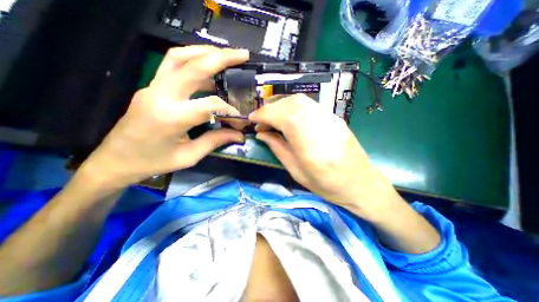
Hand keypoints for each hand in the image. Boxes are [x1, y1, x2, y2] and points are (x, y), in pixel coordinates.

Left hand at [81, 45, 249, 185]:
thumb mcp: (189, 156)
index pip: (210, 105)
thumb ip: (215, 141)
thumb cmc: (153, 162)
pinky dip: (193, 60)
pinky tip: (208, 68)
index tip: (240, 118)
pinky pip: (173, 65)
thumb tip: (239, 135)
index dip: (230, 110)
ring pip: (179, 56)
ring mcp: (152, 87)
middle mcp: (160, 95)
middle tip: (242, 55)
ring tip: (226, 55)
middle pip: (192, 66)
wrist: (115, 160)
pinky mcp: (151, 87)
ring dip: (205, 52)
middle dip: (221, 58)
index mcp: (171, 118)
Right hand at [250, 94, 400, 218]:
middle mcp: (322, 126)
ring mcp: (330, 118)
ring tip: (273, 120)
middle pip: (291, 104)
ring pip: (300, 101)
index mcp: (311, 145)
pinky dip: (293, 107)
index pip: (284, 117)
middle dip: (271, 109)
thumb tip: (261, 133)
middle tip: (261, 121)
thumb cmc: (327, 185)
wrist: (360, 183)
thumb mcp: (297, 172)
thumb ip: (278, 148)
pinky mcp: (334, 117)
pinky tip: (288, 118)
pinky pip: (309, 105)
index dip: (264, 114)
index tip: (252, 119)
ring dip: (281, 106)